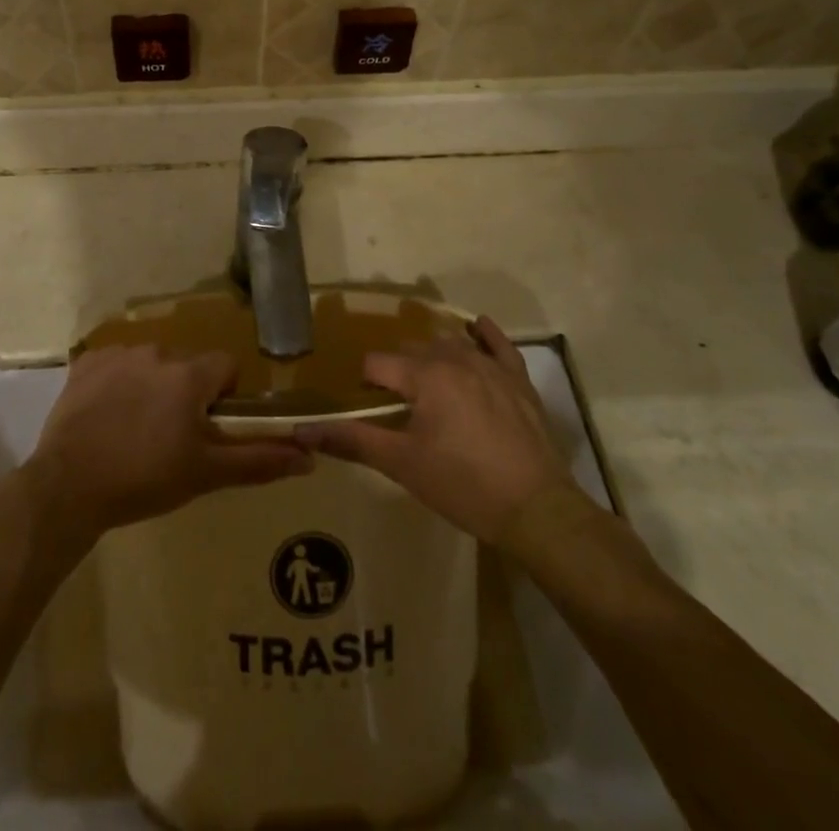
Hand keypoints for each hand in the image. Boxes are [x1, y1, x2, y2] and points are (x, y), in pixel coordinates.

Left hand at [28, 345, 311, 542]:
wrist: (69, 486)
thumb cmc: (146, 479)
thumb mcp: (207, 473)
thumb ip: (259, 459)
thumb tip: (309, 456)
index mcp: (189, 374)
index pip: (225, 366)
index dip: (224, 396)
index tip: (207, 427)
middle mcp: (157, 352)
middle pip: (187, 365)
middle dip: (186, 393)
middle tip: (170, 436)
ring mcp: (118, 354)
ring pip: (151, 364)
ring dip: (152, 386)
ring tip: (134, 430)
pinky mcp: (86, 362)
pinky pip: (116, 364)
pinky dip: (117, 383)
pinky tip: (106, 417)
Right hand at [295, 317, 579, 544]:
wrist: (536, 510)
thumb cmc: (462, 485)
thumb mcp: (402, 464)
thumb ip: (351, 441)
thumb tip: (302, 431)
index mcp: (424, 376)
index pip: (377, 364)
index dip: (367, 384)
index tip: (370, 409)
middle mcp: (454, 358)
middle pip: (412, 351)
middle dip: (399, 372)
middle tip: (398, 407)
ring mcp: (490, 365)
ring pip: (450, 344)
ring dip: (433, 357)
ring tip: (429, 386)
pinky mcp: (518, 379)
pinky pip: (498, 344)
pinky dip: (484, 334)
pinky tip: (476, 329)